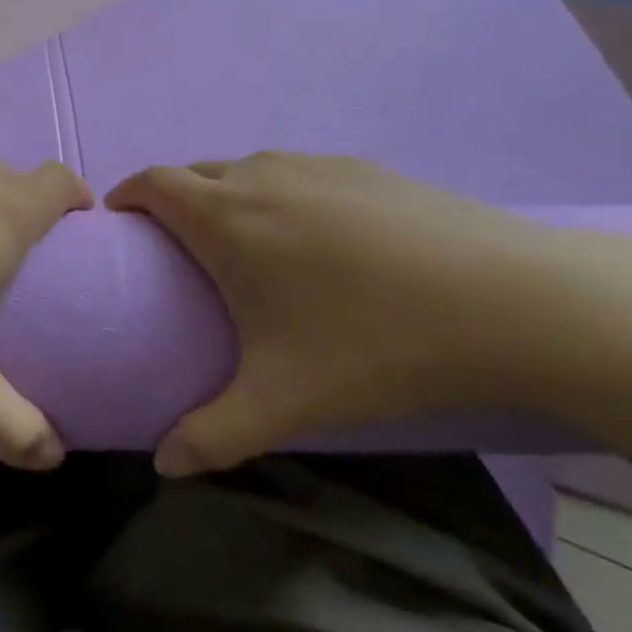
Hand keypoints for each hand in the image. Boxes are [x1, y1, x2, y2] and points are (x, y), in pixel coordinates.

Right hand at [106, 153, 631, 475]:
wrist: (511, 301)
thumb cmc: (375, 343)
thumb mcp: (284, 401)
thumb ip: (212, 435)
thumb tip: (164, 466)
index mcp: (225, 216)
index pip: (152, 182)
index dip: (126, 196)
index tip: (121, 226)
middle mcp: (261, 175)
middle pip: (194, 172)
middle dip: (173, 200)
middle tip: (180, 252)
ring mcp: (317, 165)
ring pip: (248, 169)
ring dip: (228, 195)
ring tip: (247, 246)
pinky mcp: (365, 169)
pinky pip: (298, 173)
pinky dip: (281, 194)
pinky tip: (320, 241)